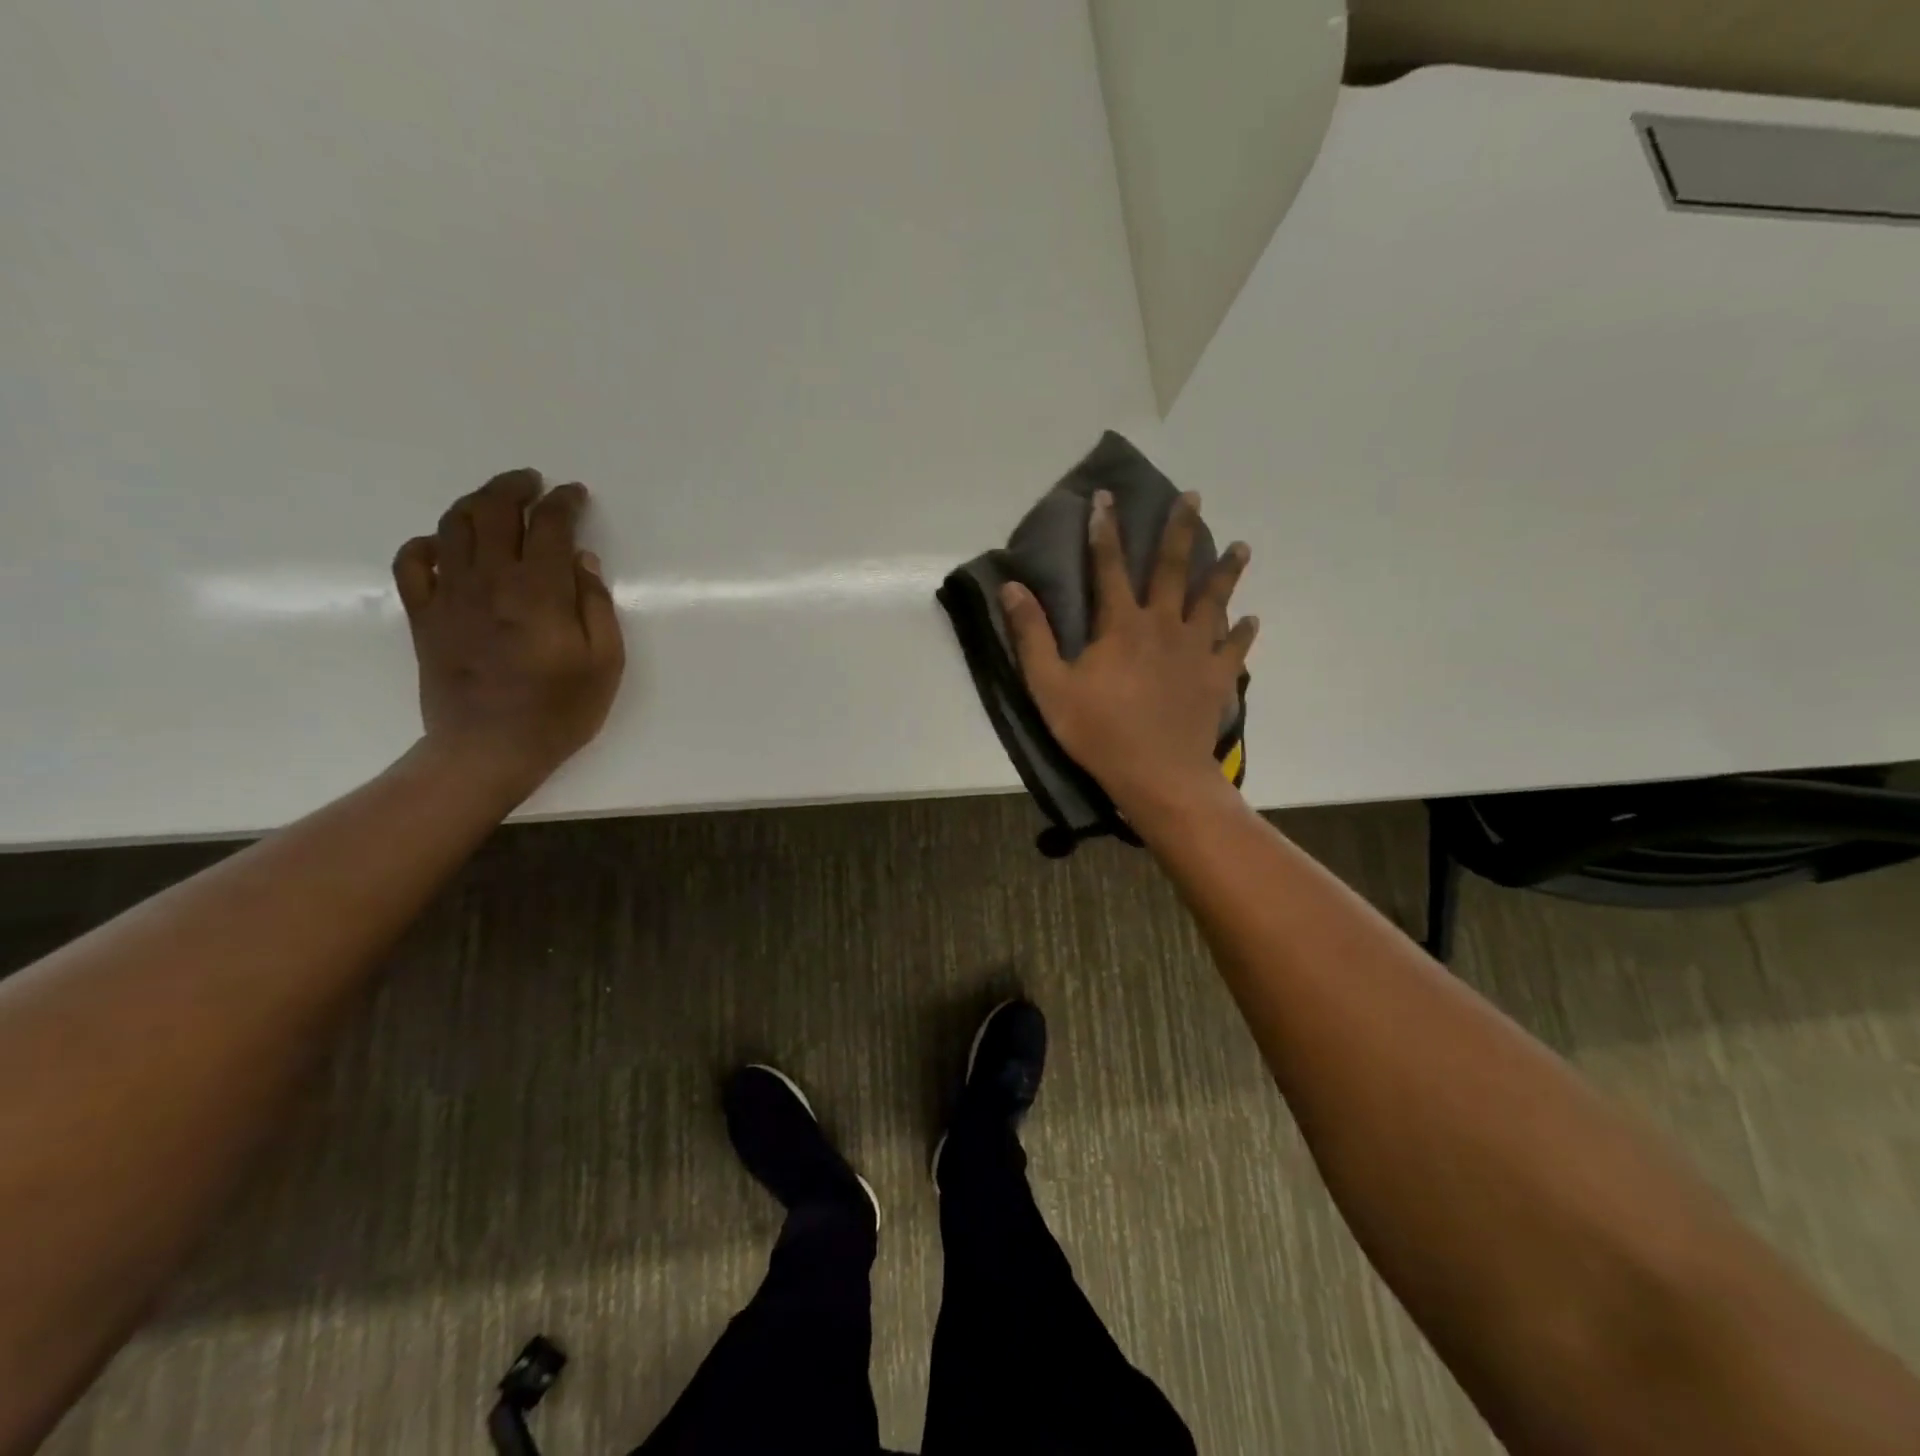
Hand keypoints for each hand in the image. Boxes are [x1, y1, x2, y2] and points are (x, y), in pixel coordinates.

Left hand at [391, 469, 624, 800]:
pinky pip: (413, 563)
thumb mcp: (605, 663)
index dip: (564, 503)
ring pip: (453, 526)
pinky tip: (445, 545)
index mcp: (540, 591)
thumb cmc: (559, 710)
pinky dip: (428, 543)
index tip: (575, 495)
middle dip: (515, 487)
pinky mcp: (424, 616)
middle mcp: (491, 581)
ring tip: (495, 501)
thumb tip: (582, 561)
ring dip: (475, 502)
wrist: (489, 750)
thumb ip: (597, 606)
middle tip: (533, 482)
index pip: (550, 526)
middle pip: (495, 511)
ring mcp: (450, 596)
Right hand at [1001, 488, 1256, 816]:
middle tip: (1193, 497)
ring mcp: (1196, 651)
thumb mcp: (1050, 687)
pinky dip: (1244, 633)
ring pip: (1214, 601)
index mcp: (1121, 625)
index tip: (1106, 496)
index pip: (1109, 566)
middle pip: (1174, 569)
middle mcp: (1163, 625)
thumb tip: (1013, 588)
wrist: (1158, 775)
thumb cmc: (1098, 732)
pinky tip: (1252, 620)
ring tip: (1242, 545)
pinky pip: (1235, 648)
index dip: (1105, 530)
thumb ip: (1032, 636)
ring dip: (1226, 572)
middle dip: (1181, 531)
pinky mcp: (1217, 678)